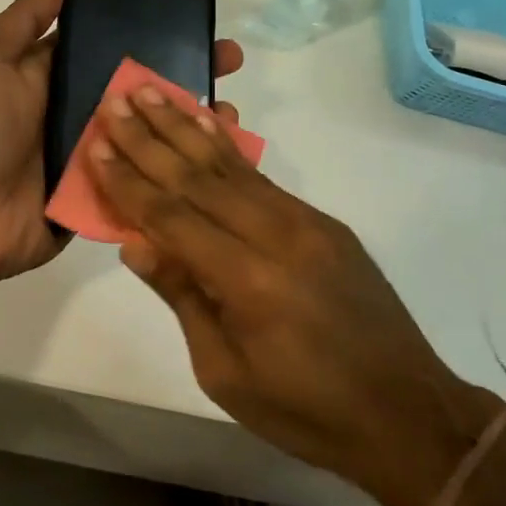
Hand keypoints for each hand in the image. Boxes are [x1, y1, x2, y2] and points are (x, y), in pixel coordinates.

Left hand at [0, 0, 244, 286]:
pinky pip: (150, 181)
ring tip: (232, 111)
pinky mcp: (108, 196)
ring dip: (193, 122)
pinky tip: (221, 161)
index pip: (116, 46)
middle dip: (187, 72)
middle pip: (144, 89)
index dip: (152, 31)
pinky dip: (182, 172)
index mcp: (60, 75)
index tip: (194, 17)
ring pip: (154, 134)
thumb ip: (23, 19)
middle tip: (230, 60)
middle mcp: (84, 111)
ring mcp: (99, 156)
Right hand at [88, 85, 499, 505]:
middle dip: (150, 137)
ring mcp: (304, 222)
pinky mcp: (321, 221)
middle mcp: (276, 236)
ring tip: (153, 91)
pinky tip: (205, 121)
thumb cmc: (305, 410)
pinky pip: (261, 176)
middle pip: (197, 178)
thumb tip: (135, 242)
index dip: (130, 182)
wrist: (408, 414)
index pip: (172, 217)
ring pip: (231, 165)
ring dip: (185, 126)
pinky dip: (226, 146)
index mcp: (248, 282)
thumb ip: (182, 297)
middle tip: (116, 100)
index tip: (96, 146)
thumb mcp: (225, 373)